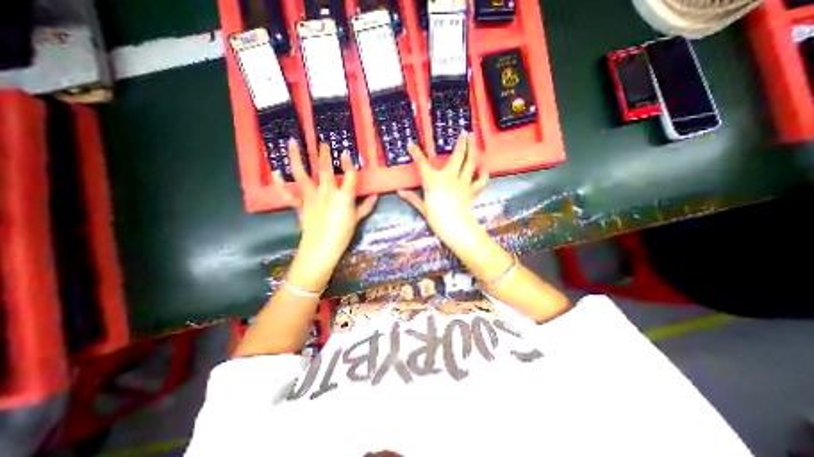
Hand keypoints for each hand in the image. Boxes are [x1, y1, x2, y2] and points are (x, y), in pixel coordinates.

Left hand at [273, 139, 375, 289]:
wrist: (321, 249)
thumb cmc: (342, 235)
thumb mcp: (357, 220)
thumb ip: (366, 206)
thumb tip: (375, 195)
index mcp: (343, 197)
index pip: (349, 176)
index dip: (349, 163)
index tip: (346, 152)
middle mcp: (327, 192)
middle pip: (325, 169)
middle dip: (324, 154)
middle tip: (322, 142)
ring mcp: (311, 197)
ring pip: (302, 174)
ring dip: (297, 158)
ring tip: (292, 142)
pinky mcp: (300, 205)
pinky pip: (288, 193)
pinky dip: (281, 183)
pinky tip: (275, 172)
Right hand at [400, 132, 488, 244]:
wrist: (454, 227)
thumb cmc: (436, 218)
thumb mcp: (422, 207)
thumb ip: (412, 197)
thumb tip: (399, 191)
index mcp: (433, 180)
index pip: (421, 163)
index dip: (415, 152)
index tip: (411, 144)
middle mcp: (449, 177)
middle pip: (457, 156)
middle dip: (461, 142)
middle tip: (465, 132)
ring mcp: (462, 182)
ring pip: (470, 163)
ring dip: (473, 150)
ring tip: (474, 140)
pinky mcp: (471, 190)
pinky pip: (479, 180)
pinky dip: (483, 174)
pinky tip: (483, 167)